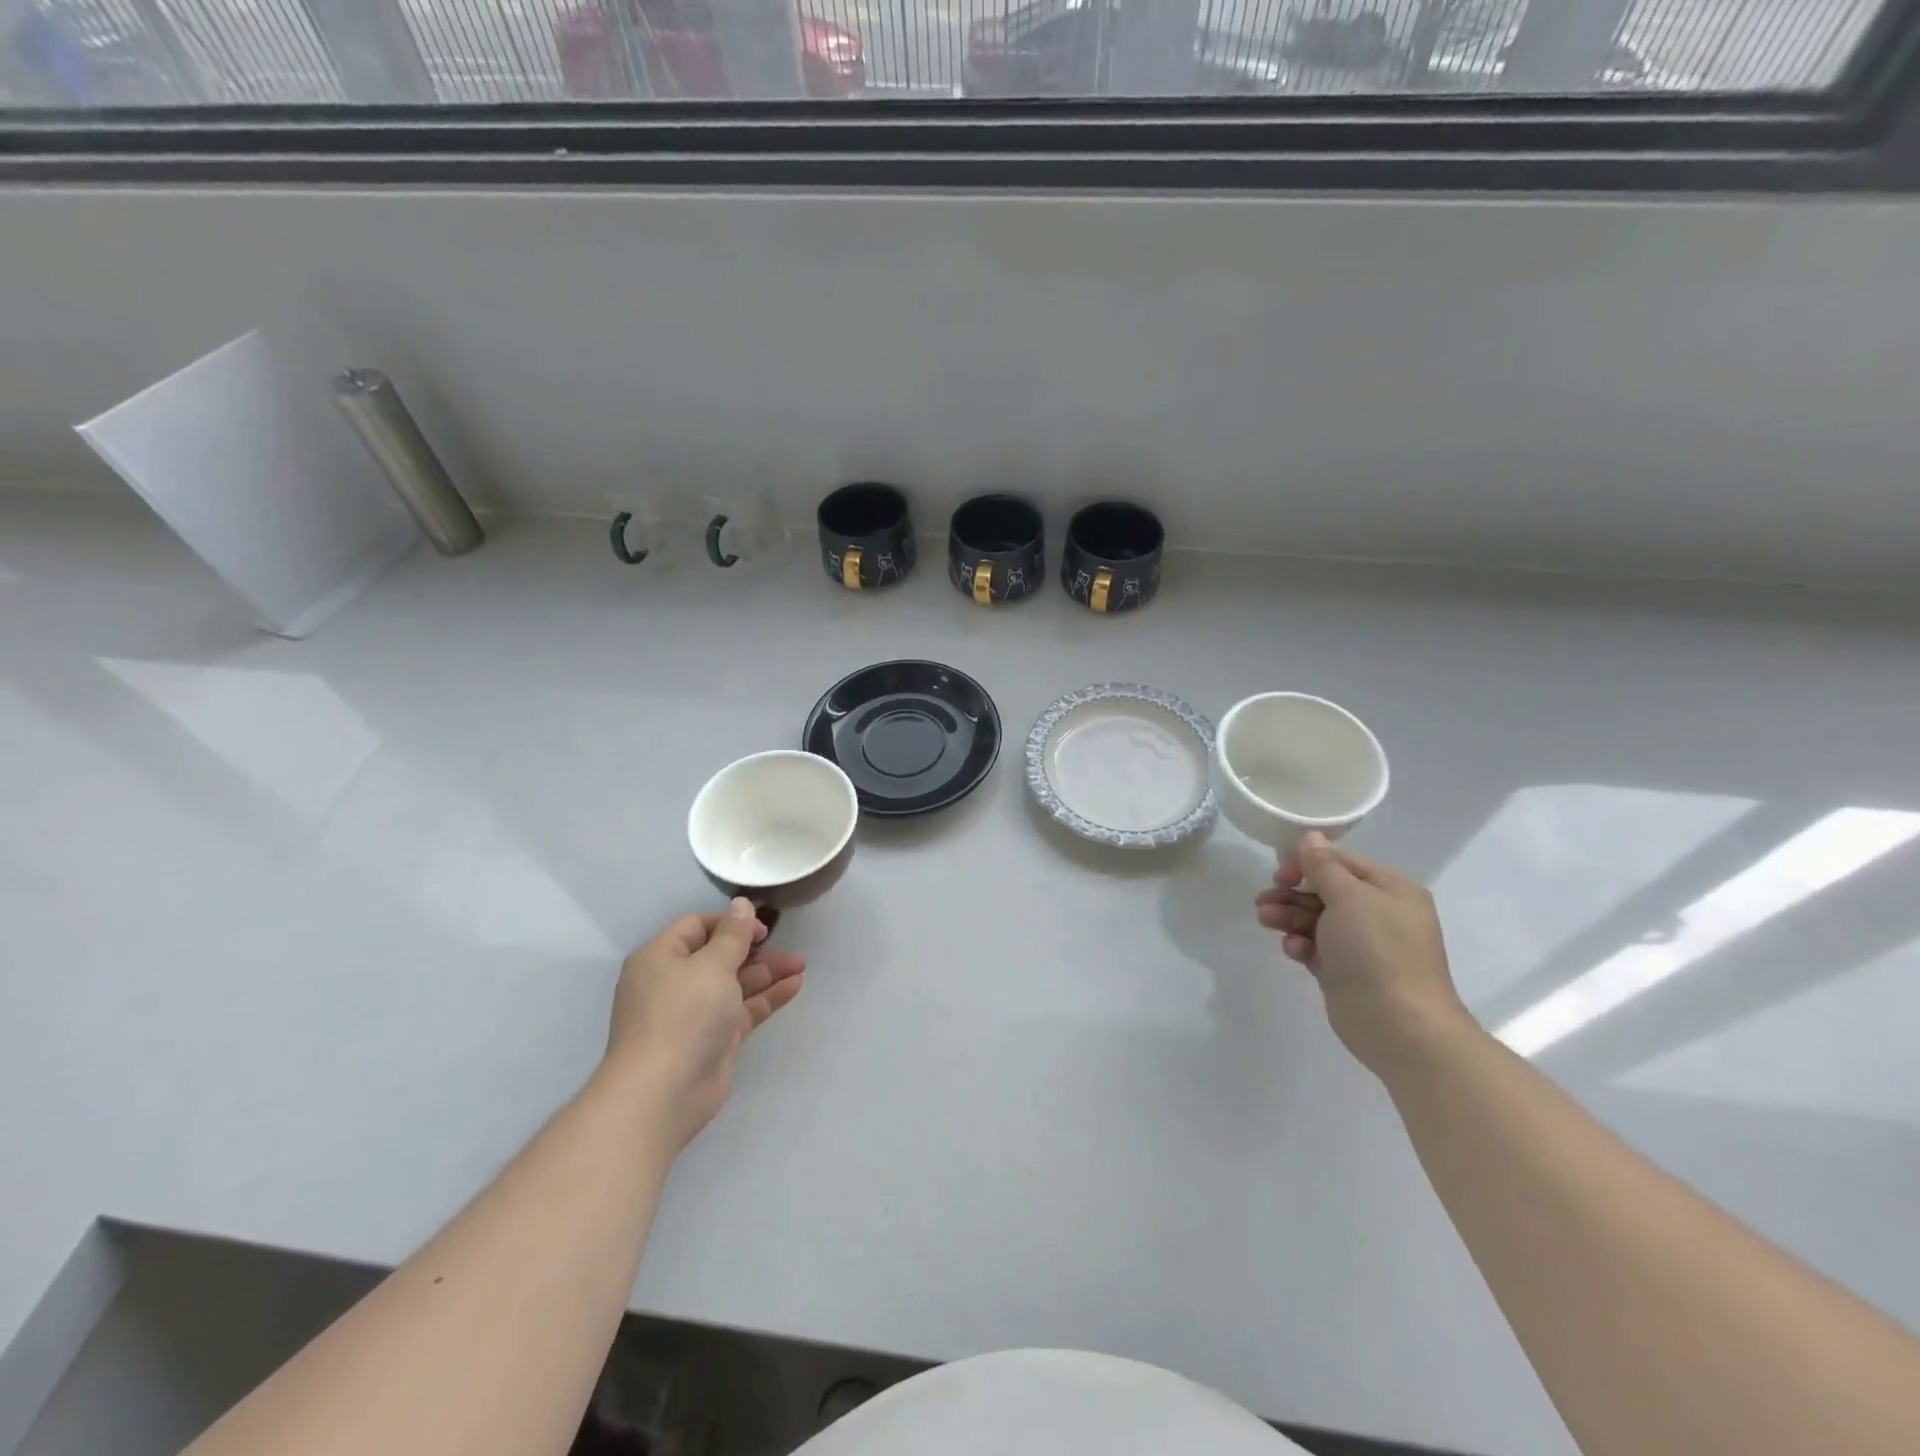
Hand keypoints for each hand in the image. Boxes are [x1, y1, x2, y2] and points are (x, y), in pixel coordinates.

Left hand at [601, 898, 805, 1149]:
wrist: (663, 1093)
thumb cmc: (682, 1015)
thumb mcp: (711, 965)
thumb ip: (733, 934)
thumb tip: (742, 904)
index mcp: (661, 958)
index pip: (697, 926)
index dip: (731, 922)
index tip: (762, 927)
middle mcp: (675, 982)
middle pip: (720, 955)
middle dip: (756, 949)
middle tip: (787, 947)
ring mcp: (695, 1013)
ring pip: (736, 983)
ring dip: (768, 972)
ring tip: (802, 964)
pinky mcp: (714, 1040)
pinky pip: (744, 1009)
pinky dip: (767, 996)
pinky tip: (795, 986)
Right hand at [1256, 832, 1473, 1078]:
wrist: (1398, 1025)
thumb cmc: (1376, 950)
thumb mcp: (1349, 898)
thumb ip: (1324, 866)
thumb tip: (1311, 836)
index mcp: (1390, 889)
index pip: (1342, 862)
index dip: (1308, 863)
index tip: (1281, 873)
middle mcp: (1379, 913)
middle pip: (1325, 890)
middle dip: (1292, 893)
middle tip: (1265, 900)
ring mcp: (1363, 944)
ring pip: (1316, 919)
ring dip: (1289, 917)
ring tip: (1266, 920)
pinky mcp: (1346, 971)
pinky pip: (1316, 947)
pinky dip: (1301, 944)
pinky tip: (1294, 950)